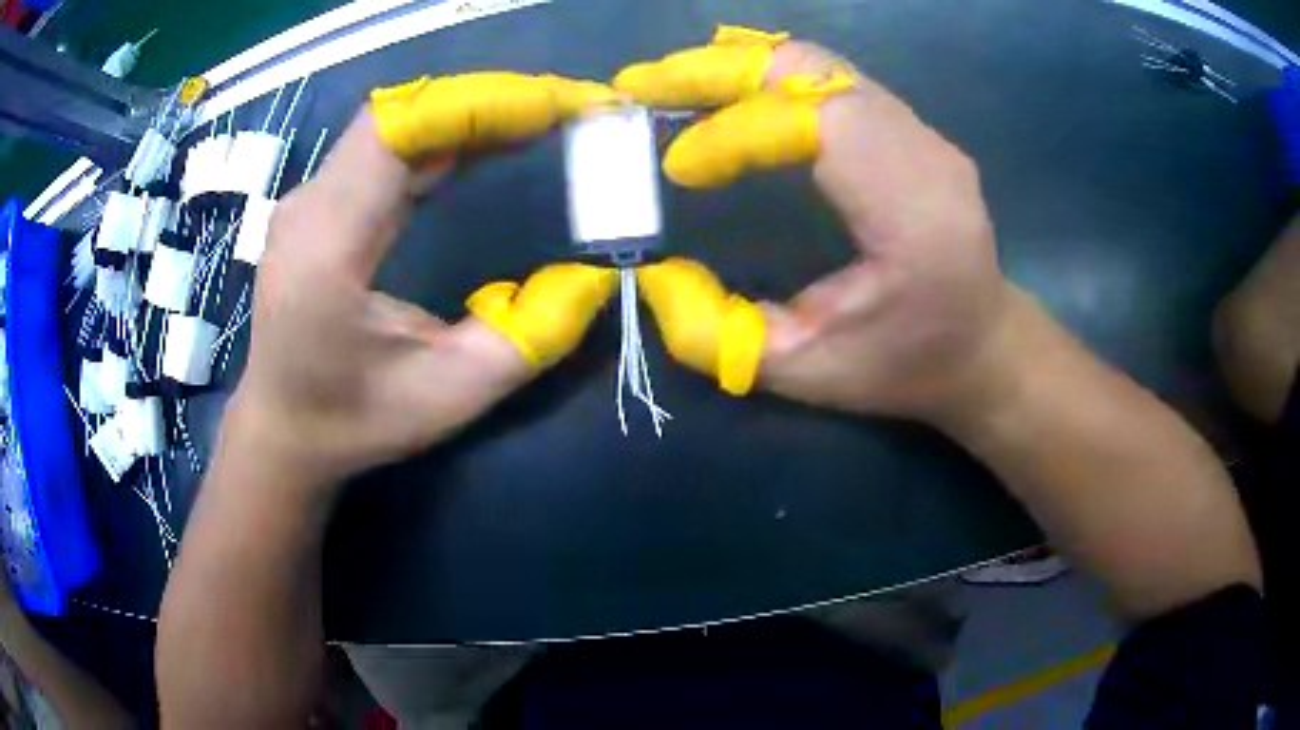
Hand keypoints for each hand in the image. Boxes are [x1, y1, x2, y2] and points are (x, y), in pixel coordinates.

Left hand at [226, 75, 617, 488]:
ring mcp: (308, 200)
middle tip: (563, 111)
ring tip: (538, 121)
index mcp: (328, 247)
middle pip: (402, 116)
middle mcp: (309, 206)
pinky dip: (441, 136)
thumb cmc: (355, 421)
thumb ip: (530, 337)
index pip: (400, 132)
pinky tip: (484, 144)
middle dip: (487, 102)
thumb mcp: (452, 395)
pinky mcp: (317, 204)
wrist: (282, 430)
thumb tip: (594, 274)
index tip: (556, 108)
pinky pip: (383, 148)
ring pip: (394, 125)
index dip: (480, 104)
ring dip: (468, 114)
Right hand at [619, 30, 1009, 421]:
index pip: (815, 126)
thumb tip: (658, 277)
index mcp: (913, 213)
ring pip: (819, 62)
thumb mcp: (811, 375)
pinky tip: (726, 90)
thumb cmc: (908, 366)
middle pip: (812, 69)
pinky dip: (768, 75)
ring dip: (738, 67)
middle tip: (644, 84)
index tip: (677, 166)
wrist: (985, 347)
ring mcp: (923, 131)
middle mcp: (925, 152)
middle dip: (717, 70)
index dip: (735, 132)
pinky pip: (831, 76)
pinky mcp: (912, 127)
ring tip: (672, 83)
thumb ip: (725, 336)